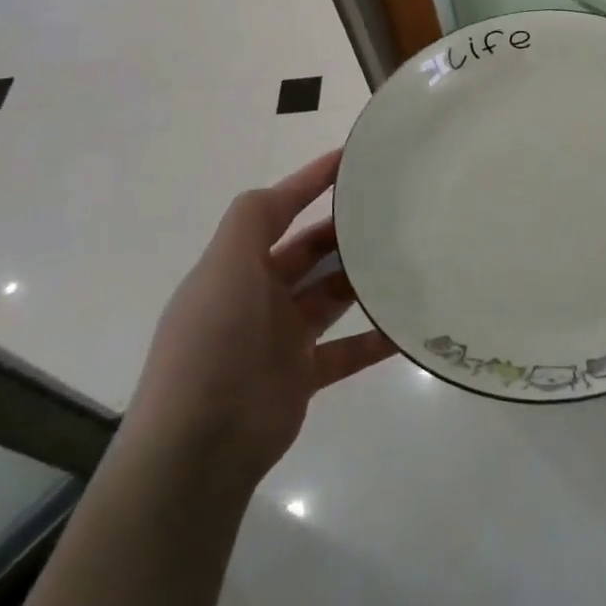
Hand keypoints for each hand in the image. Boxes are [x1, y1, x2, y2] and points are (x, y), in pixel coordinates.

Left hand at [126, 150, 394, 488]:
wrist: (198, 446)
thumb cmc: (212, 342)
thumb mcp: (224, 266)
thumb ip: (252, 220)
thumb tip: (285, 189)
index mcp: (237, 265)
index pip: (278, 210)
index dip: (310, 181)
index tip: (351, 159)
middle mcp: (258, 295)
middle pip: (310, 252)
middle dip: (344, 231)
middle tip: (393, 212)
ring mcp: (280, 338)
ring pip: (331, 297)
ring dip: (363, 280)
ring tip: (407, 259)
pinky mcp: (301, 376)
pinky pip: (347, 351)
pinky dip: (374, 340)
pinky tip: (406, 328)